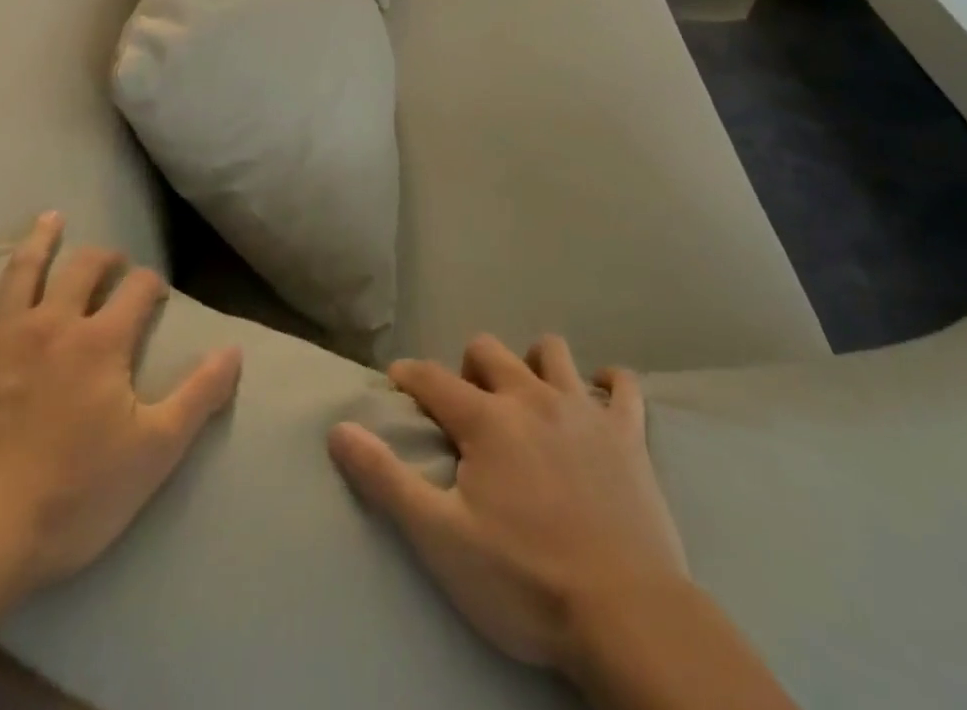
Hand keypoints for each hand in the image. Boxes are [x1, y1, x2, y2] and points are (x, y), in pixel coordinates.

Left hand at [0, 211, 242, 600]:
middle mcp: (52, 322)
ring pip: (23, 270)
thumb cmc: (72, 497)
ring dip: (41, 241)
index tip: (154, 293)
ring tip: (51, 218)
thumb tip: (235, 349)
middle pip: (83, 268)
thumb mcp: (154, 453)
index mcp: (102, 341)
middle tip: (112, 261)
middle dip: (104, 258)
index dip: (151, 284)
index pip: (137, 289)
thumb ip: (199, 395)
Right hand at [327, 334, 685, 671]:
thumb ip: (386, 479)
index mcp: (486, 420)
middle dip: (468, 365)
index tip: (397, 382)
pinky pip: (622, 385)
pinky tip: (599, 394)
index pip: (432, 379)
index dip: (409, 376)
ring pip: (552, 351)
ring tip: (527, 394)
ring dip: (533, 361)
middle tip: (465, 403)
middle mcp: (531, 397)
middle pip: (489, 350)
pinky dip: (608, 382)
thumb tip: (338, 429)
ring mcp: (583, 411)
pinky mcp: (628, 433)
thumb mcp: (440, 539)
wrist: (626, 616)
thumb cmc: (524, 581)